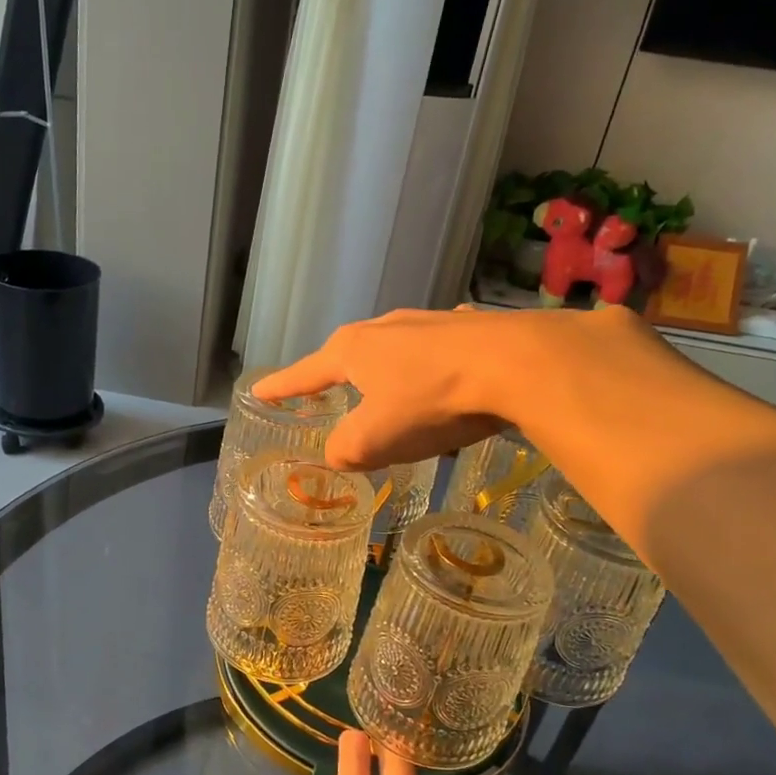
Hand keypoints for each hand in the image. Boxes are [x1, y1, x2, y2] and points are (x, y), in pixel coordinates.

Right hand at [251, 304, 670, 471]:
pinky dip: (435, 377)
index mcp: (353, 350)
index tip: (257, 392)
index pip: (304, 374)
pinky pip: (438, 357)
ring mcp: (429, 322)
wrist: (518, 364)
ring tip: (398, 404)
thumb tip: (339, 452)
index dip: (280, 388)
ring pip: (397, 355)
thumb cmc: (431, 400)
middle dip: (339, 379)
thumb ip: (345, 450)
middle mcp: (385, 327)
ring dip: (391, 379)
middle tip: (330, 396)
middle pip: (350, 357)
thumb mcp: (375, 439)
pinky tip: (454, 389)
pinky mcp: (469, 328)